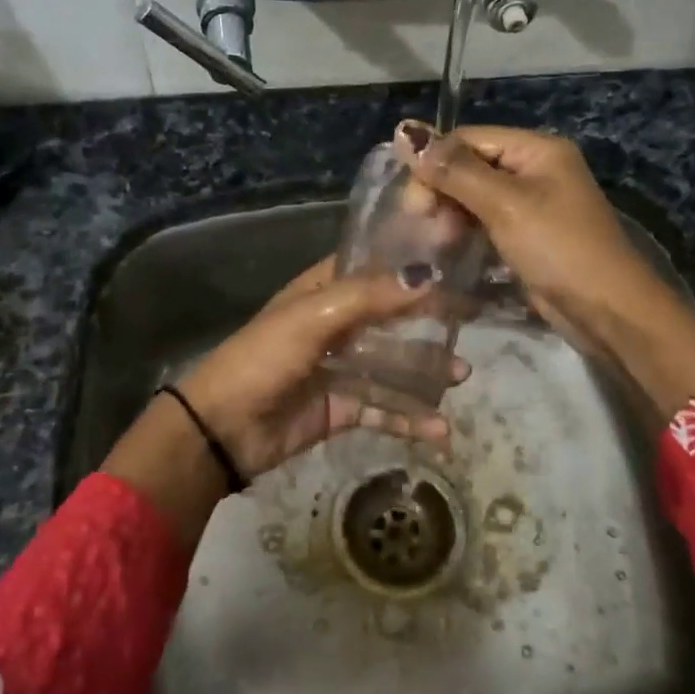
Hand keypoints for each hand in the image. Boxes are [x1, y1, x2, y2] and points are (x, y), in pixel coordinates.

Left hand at [178, 257, 467, 479]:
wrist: (222, 429)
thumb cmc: (264, 358)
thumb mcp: (312, 317)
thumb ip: (369, 297)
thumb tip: (428, 276)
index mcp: (323, 291)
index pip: (375, 269)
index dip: (412, 265)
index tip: (458, 263)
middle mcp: (336, 324)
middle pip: (392, 317)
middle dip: (429, 321)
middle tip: (472, 323)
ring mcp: (341, 368)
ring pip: (393, 364)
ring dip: (426, 371)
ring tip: (461, 376)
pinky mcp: (342, 408)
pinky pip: (384, 408)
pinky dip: (410, 419)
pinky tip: (439, 430)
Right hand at [394, 122, 647, 345]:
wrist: (608, 311)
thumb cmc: (559, 248)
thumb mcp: (505, 204)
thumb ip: (454, 170)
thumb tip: (403, 130)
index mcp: (537, 149)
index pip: (468, 139)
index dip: (434, 164)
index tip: (412, 204)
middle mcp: (535, 170)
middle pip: (470, 167)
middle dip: (442, 193)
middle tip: (423, 227)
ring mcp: (533, 205)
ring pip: (474, 198)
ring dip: (451, 217)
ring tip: (438, 245)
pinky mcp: (528, 236)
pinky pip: (486, 223)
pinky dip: (465, 234)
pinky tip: (450, 252)